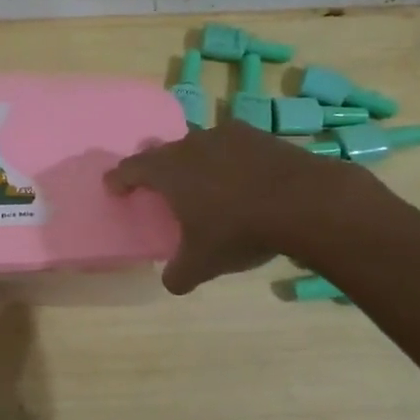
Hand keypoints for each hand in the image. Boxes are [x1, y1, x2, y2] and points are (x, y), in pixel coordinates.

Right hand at [105, 119, 372, 293]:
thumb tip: (171, 283)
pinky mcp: (261, 136)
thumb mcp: (203, 262)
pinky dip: (231, 161)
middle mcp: (191, 145)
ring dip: (196, 161)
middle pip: (164, 151)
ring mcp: (228, 136)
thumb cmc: (239, 230)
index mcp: (168, 170)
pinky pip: (234, 147)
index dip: (119, 178)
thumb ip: (180, 273)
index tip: (113, 187)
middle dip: (158, 167)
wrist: (305, 202)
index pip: (131, 168)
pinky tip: (243, 180)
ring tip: (204, 182)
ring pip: (200, 145)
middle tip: (159, 184)